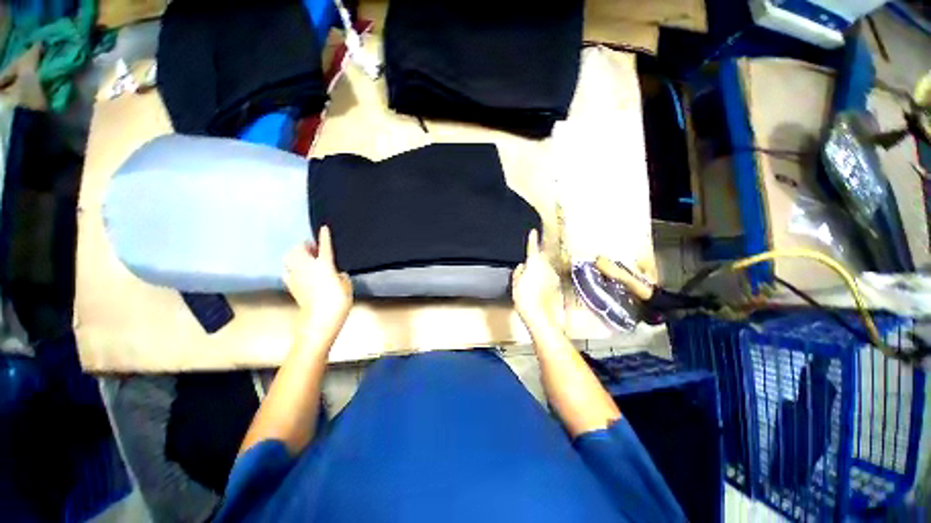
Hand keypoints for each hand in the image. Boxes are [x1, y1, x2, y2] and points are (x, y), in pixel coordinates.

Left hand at [284, 226, 352, 335]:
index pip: (325, 246)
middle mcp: (308, 267)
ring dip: (296, 255)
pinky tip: (298, 272)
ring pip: (289, 258)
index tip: (324, 228)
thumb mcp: (347, 286)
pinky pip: (287, 271)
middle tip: (313, 249)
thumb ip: (342, 276)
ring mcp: (296, 276)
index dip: (325, 236)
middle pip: (299, 249)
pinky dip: (291, 268)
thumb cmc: (337, 302)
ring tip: (305, 259)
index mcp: (325, 265)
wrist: (318, 319)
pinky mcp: (291, 286)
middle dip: (305, 246)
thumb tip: (336, 273)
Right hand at [511, 230, 560, 331]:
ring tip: (531, 281)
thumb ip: (519, 272)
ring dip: (539, 270)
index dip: (532, 240)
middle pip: (540, 258)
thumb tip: (523, 266)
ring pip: (545, 268)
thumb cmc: (525, 299)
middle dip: (535, 258)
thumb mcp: (516, 284)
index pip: (533, 248)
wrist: (541, 316)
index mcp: (534, 265)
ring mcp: (553, 276)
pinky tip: (538, 288)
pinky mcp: (557, 284)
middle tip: (528, 265)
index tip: (533, 232)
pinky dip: (544, 278)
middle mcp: (546, 267)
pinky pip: (549, 277)